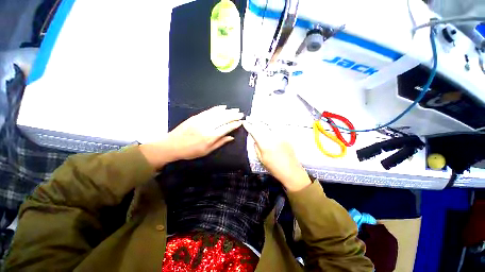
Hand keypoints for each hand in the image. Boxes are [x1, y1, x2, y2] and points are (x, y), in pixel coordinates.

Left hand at [141, 105, 242, 168]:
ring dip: (227, 111)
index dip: (234, 124)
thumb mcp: (207, 151)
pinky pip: (209, 111)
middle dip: (233, 115)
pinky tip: (223, 107)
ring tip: (235, 109)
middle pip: (223, 119)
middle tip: (241, 113)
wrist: (172, 145)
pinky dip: (217, 108)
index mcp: (211, 137)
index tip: (241, 122)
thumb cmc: (191, 151)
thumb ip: (220, 143)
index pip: (226, 128)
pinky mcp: (196, 116)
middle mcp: (208, 126)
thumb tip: (231, 137)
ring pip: (217, 113)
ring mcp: (201, 120)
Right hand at [243, 119, 310, 191]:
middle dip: (254, 121)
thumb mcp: (261, 159)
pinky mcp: (286, 136)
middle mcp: (272, 137)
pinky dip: (271, 123)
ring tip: (257, 117)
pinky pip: (277, 127)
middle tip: (249, 117)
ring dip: (262, 120)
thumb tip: (254, 139)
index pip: (254, 131)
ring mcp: (280, 135)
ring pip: (269, 124)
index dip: (248, 126)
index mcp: (265, 144)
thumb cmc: (274, 167)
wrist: (291, 171)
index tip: (244, 122)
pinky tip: (268, 122)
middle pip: (261, 126)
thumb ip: (256, 147)